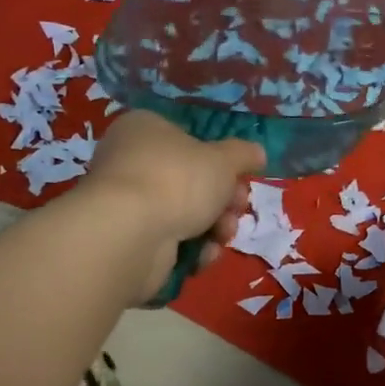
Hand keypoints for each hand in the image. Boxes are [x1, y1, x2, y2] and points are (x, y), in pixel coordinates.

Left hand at [81, 111, 266, 300]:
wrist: (130, 235)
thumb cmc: (178, 180)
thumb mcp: (224, 159)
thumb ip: (244, 154)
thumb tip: (258, 153)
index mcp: (145, 130)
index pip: (189, 140)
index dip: (221, 162)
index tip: (240, 179)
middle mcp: (129, 162)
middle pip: (191, 181)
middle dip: (223, 200)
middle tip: (237, 208)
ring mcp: (126, 204)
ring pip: (184, 214)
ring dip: (213, 227)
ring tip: (222, 235)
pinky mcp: (127, 241)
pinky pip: (169, 242)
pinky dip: (191, 250)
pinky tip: (202, 255)